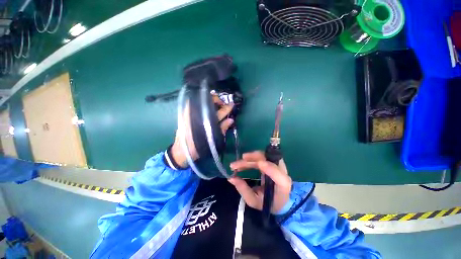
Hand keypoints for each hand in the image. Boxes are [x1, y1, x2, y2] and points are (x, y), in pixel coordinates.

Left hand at [171, 95, 234, 166]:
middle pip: (209, 102)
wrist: (182, 151)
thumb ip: (222, 129)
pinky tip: (205, 105)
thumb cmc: (199, 147)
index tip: (232, 104)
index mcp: (207, 123)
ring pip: (201, 101)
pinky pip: (194, 104)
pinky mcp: (184, 114)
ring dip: (210, 100)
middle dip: (217, 100)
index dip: (226, 108)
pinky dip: (201, 103)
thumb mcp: (213, 140)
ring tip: (215, 103)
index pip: (219, 112)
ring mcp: (190, 113)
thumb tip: (231, 119)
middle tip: (222, 103)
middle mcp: (198, 116)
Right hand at [228, 151, 291, 213]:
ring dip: (249, 157)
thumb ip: (243, 190)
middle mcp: (282, 172)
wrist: (280, 199)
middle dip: (250, 160)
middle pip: (268, 160)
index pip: (278, 174)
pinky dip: (252, 157)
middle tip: (234, 165)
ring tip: (236, 164)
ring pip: (264, 155)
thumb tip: (231, 178)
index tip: (258, 164)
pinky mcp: (272, 162)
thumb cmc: (268, 202)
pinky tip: (243, 160)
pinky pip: (262, 156)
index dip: (269, 168)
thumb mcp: (254, 201)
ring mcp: (278, 165)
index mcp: (282, 185)